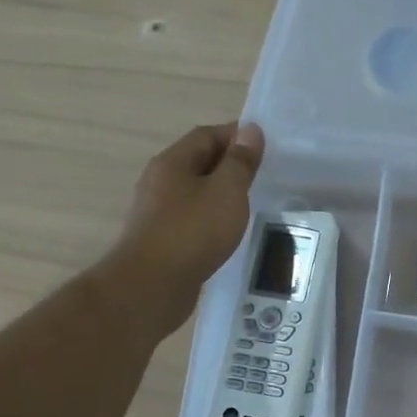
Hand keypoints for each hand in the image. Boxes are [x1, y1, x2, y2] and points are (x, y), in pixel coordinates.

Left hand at [114, 121, 263, 334]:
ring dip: (221, 193)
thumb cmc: (192, 231)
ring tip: (250, 203)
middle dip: (229, 164)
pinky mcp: (162, 239)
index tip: (265, 144)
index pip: (207, 135)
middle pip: (198, 162)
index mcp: (173, 162)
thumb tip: (251, 130)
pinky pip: (192, 218)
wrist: (152, 286)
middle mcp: (160, 181)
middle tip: (262, 174)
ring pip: (195, 192)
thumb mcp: (227, 191)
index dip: (236, 134)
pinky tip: (228, 232)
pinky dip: (212, 218)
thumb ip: (240, 161)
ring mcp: (158, 212)